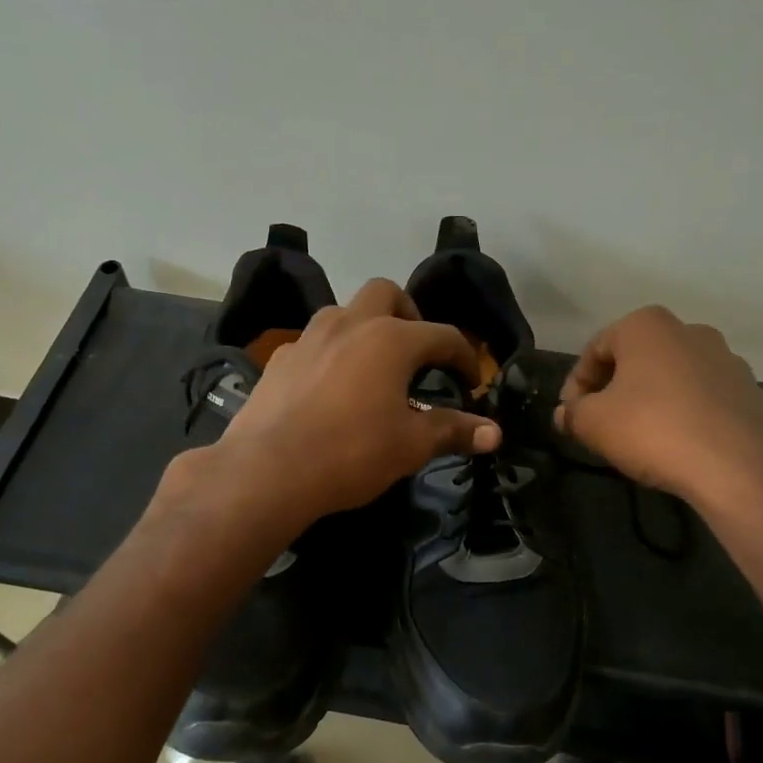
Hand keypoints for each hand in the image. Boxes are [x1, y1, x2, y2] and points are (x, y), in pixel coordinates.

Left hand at [209, 279, 501, 524]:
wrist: (268, 470)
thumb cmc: (351, 453)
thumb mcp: (410, 446)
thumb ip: (452, 431)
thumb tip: (494, 433)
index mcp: (391, 339)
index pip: (443, 335)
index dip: (464, 357)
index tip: (470, 382)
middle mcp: (350, 324)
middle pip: (386, 293)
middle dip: (409, 314)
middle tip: (417, 352)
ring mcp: (309, 337)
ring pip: (344, 313)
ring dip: (366, 329)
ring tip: (373, 368)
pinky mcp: (279, 359)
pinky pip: (314, 343)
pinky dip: (331, 355)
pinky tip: (330, 389)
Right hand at [553, 305, 762, 507]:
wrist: (735, 465)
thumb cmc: (651, 429)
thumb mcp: (593, 423)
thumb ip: (572, 413)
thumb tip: (564, 414)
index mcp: (646, 326)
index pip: (595, 349)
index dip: (576, 384)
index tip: (571, 414)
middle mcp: (690, 331)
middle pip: (638, 358)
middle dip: (616, 387)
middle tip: (602, 422)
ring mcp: (727, 359)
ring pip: (675, 376)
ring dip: (654, 398)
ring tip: (642, 435)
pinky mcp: (752, 392)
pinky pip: (707, 399)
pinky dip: (689, 413)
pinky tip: (681, 443)